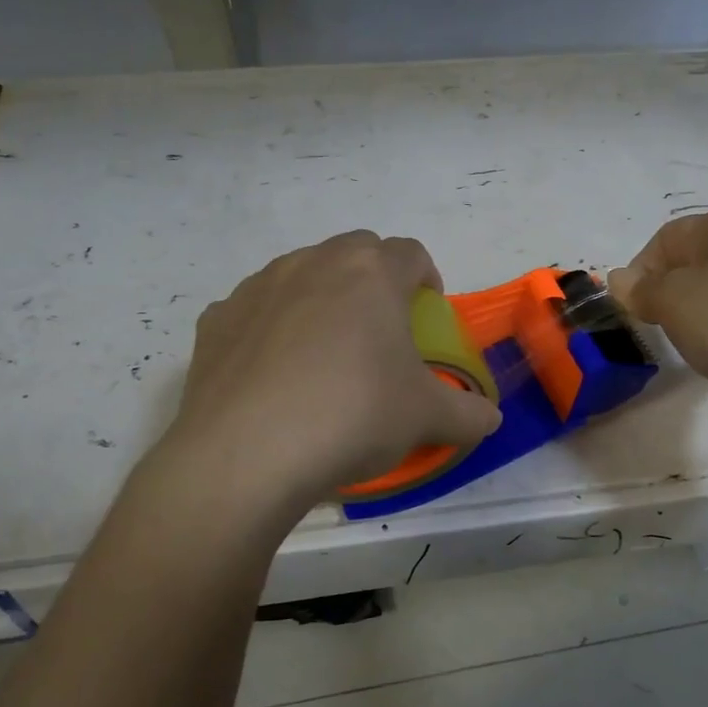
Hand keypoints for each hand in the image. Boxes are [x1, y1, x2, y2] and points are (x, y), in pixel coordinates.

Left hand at [160, 231, 501, 506]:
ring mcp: (258, 287)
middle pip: (355, 251)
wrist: (247, 455)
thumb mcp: (426, 419)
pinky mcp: (216, 319)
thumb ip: (468, 414)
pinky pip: (255, 309)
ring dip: (321, 297)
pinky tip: (273, 373)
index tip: (428, 312)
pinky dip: (270, 326)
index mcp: (371, 274)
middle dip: (374, 278)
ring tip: (324, 352)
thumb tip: (491, 420)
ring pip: (301, 273)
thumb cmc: (353, 417)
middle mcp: (313, 264)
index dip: (426, 277)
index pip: (411, 253)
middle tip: (380, 328)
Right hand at [608, 211, 707, 431]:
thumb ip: (640, 288)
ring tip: (689, 344)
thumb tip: (618, 279)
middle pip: (692, 265)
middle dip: (666, 294)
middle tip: (655, 324)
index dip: (641, 267)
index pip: (668, 236)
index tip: (631, 303)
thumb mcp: (672, 298)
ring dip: (694, 319)